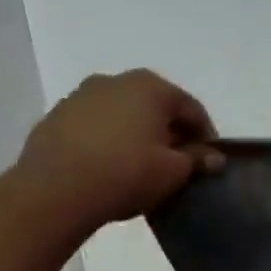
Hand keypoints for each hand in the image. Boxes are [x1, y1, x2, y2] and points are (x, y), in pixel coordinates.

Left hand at [13, 69, 223, 241]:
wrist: (55, 189)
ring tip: (142, 167)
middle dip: (170, 132)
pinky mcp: (57, 116)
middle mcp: (116, 80)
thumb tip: (214, 157)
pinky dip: (110, 140)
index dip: (206, 136)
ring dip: (138, 135)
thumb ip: (197, 160)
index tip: (209, 161)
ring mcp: (82, 95)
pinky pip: (96, 126)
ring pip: (124, 114)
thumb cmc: (127, 173)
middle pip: (156, 106)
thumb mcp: (173, 172)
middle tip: (178, 164)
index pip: (192, 108)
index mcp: (151, 87)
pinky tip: (111, 167)